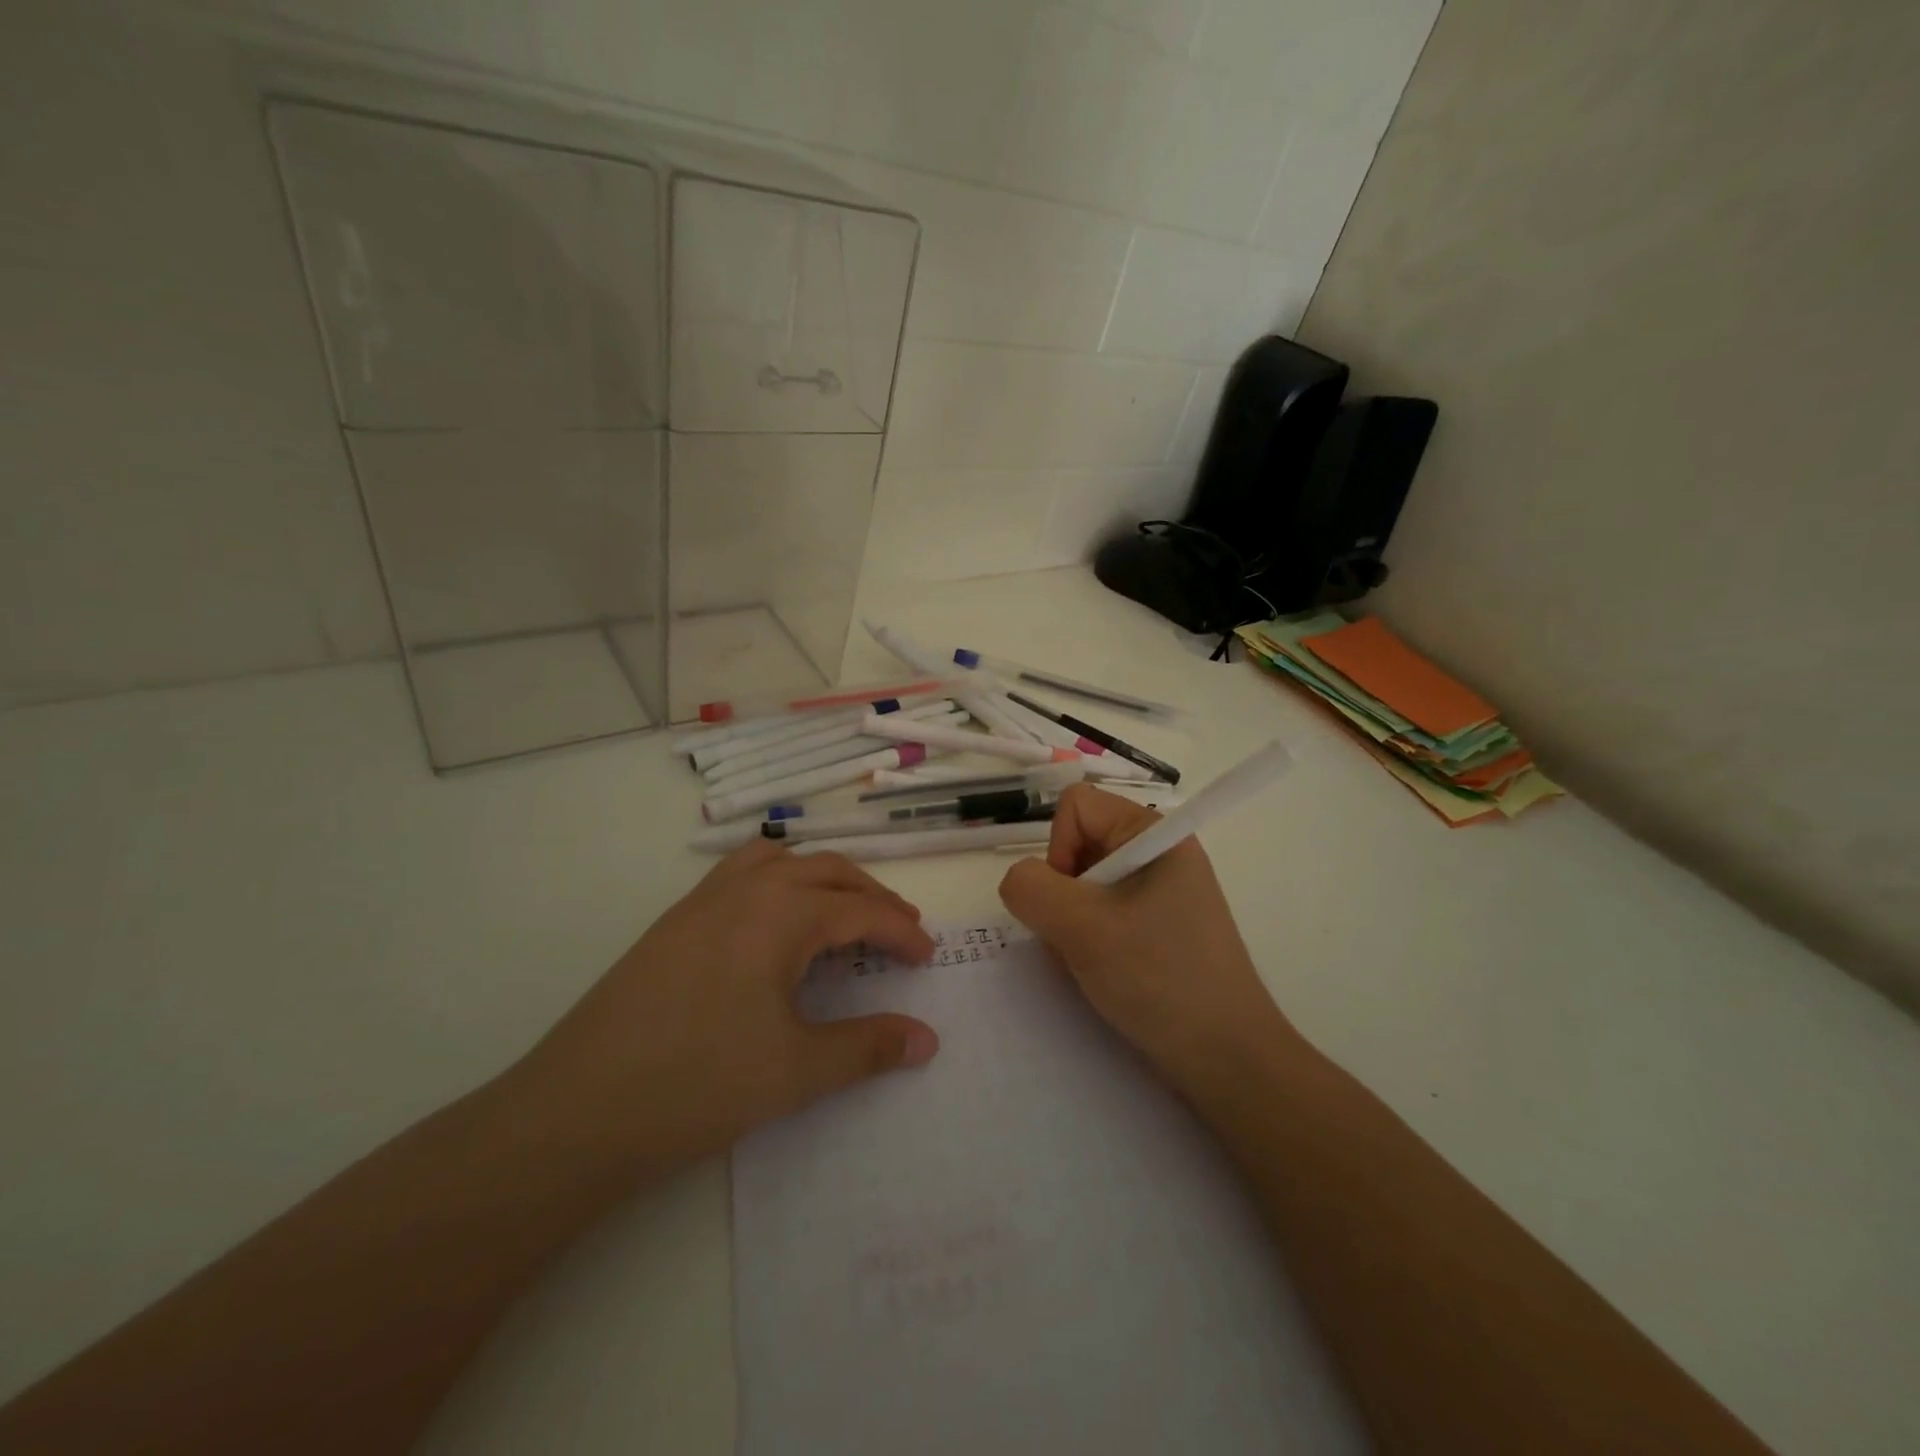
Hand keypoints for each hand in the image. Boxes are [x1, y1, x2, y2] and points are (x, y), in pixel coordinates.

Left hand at [514, 843, 938, 1183]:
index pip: (861, 910)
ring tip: (844, 913)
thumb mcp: (797, 1070)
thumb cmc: (698, 1084)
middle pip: (828, 871)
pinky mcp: (674, 921)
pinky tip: (775, 925)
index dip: (902, 932)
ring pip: (781, 861)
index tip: (928, 957)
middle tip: (901, 931)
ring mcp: (703, 900)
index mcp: (781, 912)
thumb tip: (928, 1040)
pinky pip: (741, 874)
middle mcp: (745, 889)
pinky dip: (778, 882)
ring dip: (823, 879)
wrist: (576, 1111)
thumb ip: (869, 1047)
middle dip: (872, 896)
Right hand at [998, 784, 1290, 1087]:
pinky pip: (1102, 914)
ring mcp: (1160, 892)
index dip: (1058, 848)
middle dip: (1063, 894)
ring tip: (1093, 962)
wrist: (1227, 1060)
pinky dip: (1088, 940)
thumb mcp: (1083, 928)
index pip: (1076, 807)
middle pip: (1077, 845)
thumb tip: (1018, 881)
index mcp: (1153, 834)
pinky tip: (1103, 974)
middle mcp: (1157, 853)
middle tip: (1080, 939)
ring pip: (1083, 885)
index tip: (1071, 901)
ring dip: (1072, 923)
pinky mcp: (1157, 927)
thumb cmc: (1160, 980)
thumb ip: (1031, 889)